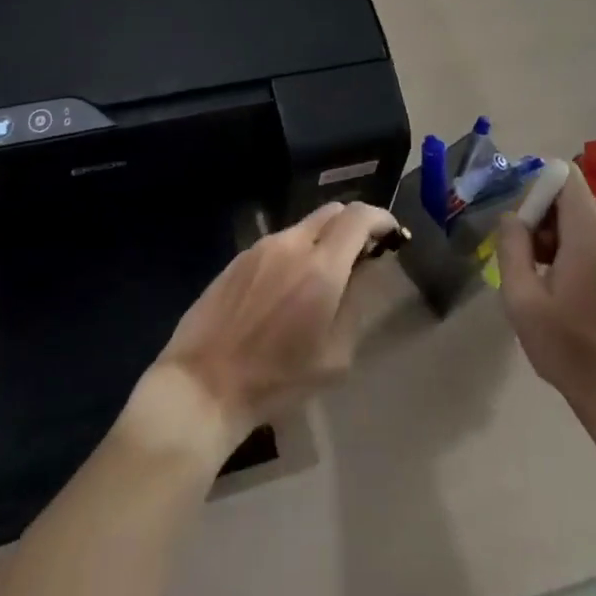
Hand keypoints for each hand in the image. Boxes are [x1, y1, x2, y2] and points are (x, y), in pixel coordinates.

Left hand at [149, 200, 399, 446]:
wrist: (203, 384)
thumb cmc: (276, 380)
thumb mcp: (334, 357)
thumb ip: (355, 304)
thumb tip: (366, 270)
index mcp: (321, 267)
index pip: (359, 217)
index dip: (381, 218)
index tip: (392, 234)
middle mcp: (292, 244)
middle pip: (333, 211)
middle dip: (354, 225)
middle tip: (362, 254)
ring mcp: (261, 246)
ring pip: (304, 226)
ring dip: (323, 240)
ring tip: (323, 277)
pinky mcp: (239, 257)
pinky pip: (279, 243)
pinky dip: (296, 252)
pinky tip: (288, 289)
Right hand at [495, 165, 595, 422]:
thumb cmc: (570, 348)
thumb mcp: (522, 299)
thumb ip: (511, 246)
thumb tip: (512, 216)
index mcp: (591, 229)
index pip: (563, 175)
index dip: (536, 191)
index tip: (522, 228)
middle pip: (571, 195)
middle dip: (543, 216)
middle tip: (528, 258)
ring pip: (584, 215)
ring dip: (558, 233)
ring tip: (545, 276)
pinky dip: (578, 246)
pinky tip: (568, 287)